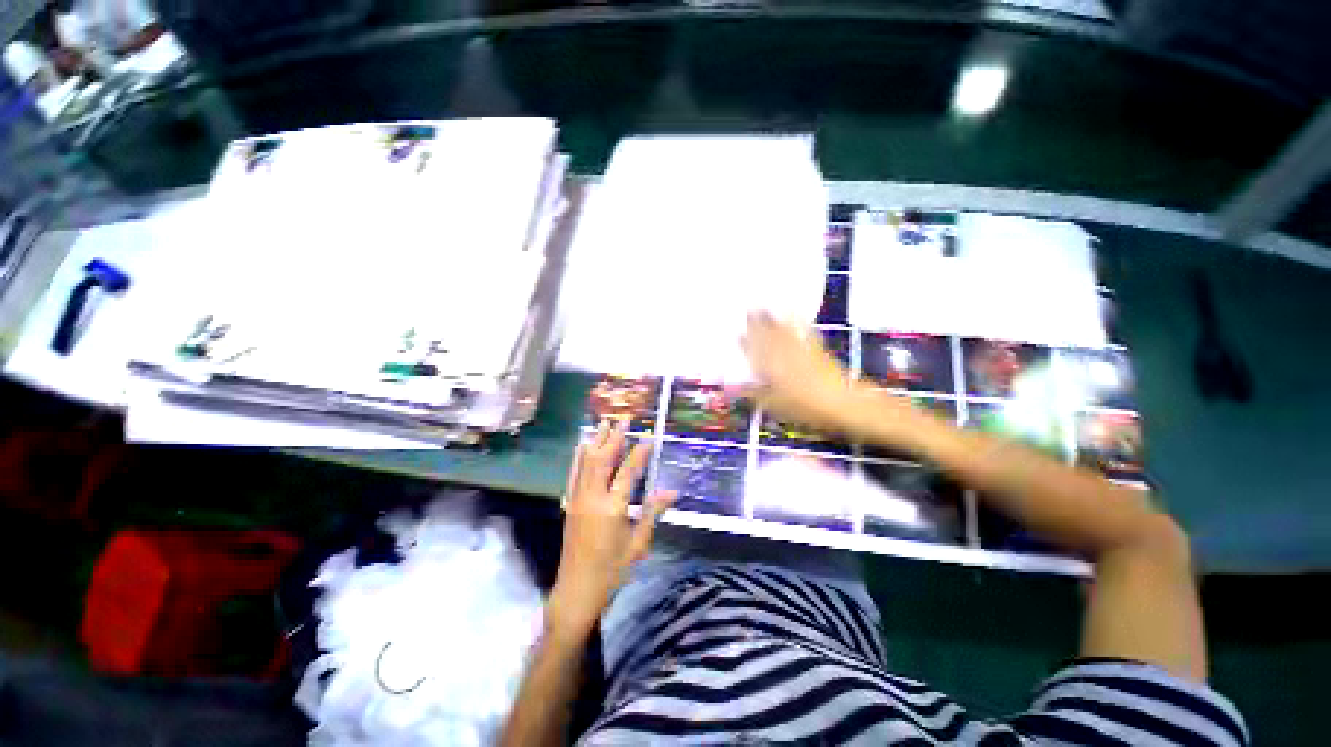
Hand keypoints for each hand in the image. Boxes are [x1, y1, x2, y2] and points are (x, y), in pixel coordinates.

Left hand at [547, 420, 675, 637]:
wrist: (576, 591)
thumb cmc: (612, 572)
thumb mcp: (638, 544)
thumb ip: (652, 513)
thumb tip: (673, 492)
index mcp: (613, 509)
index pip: (628, 472)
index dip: (640, 452)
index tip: (649, 436)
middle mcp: (593, 498)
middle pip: (603, 459)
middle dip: (614, 437)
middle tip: (624, 419)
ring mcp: (578, 499)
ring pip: (586, 462)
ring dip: (596, 441)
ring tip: (603, 423)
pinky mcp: (570, 504)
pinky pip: (574, 473)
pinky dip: (579, 456)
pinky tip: (582, 445)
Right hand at [743, 312, 875, 434]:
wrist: (838, 402)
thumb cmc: (802, 407)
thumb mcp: (772, 406)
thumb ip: (754, 394)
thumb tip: (740, 387)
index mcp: (769, 367)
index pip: (752, 351)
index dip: (744, 342)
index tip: (737, 334)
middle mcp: (782, 354)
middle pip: (766, 335)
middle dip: (756, 323)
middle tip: (748, 311)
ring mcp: (799, 349)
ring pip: (782, 331)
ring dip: (772, 319)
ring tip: (764, 308)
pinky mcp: (815, 349)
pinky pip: (803, 332)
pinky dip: (797, 322)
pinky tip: (793, 314)